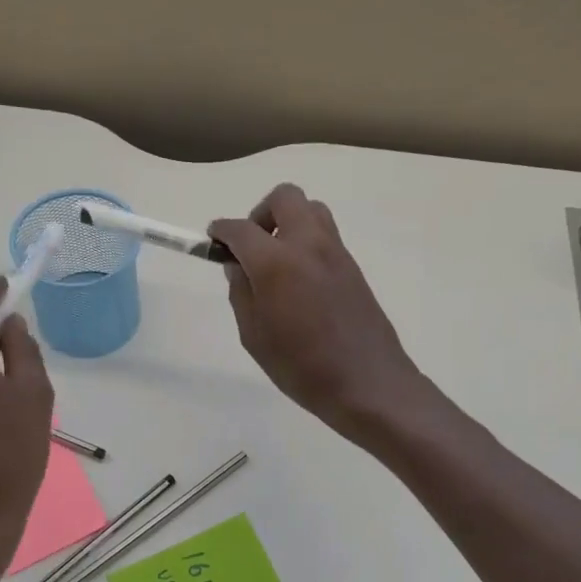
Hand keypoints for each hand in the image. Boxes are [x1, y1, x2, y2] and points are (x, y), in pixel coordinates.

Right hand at [209, 185, 428, 441]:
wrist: (367, 383)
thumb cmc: (302, 367)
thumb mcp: (254, 336)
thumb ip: (242, 293)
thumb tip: (238, 266)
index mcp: (277, 263)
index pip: (241, 229)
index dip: (221, 230)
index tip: (213, 239)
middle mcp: (309, 246)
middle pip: (284, 198)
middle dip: (260, 213)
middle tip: (251, 247)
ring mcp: (336, 253)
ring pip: (311, 210)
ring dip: (288, 222)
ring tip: (276, 260)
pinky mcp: (353, 267)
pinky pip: (325, 236)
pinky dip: (306, 242)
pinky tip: (299, 280)